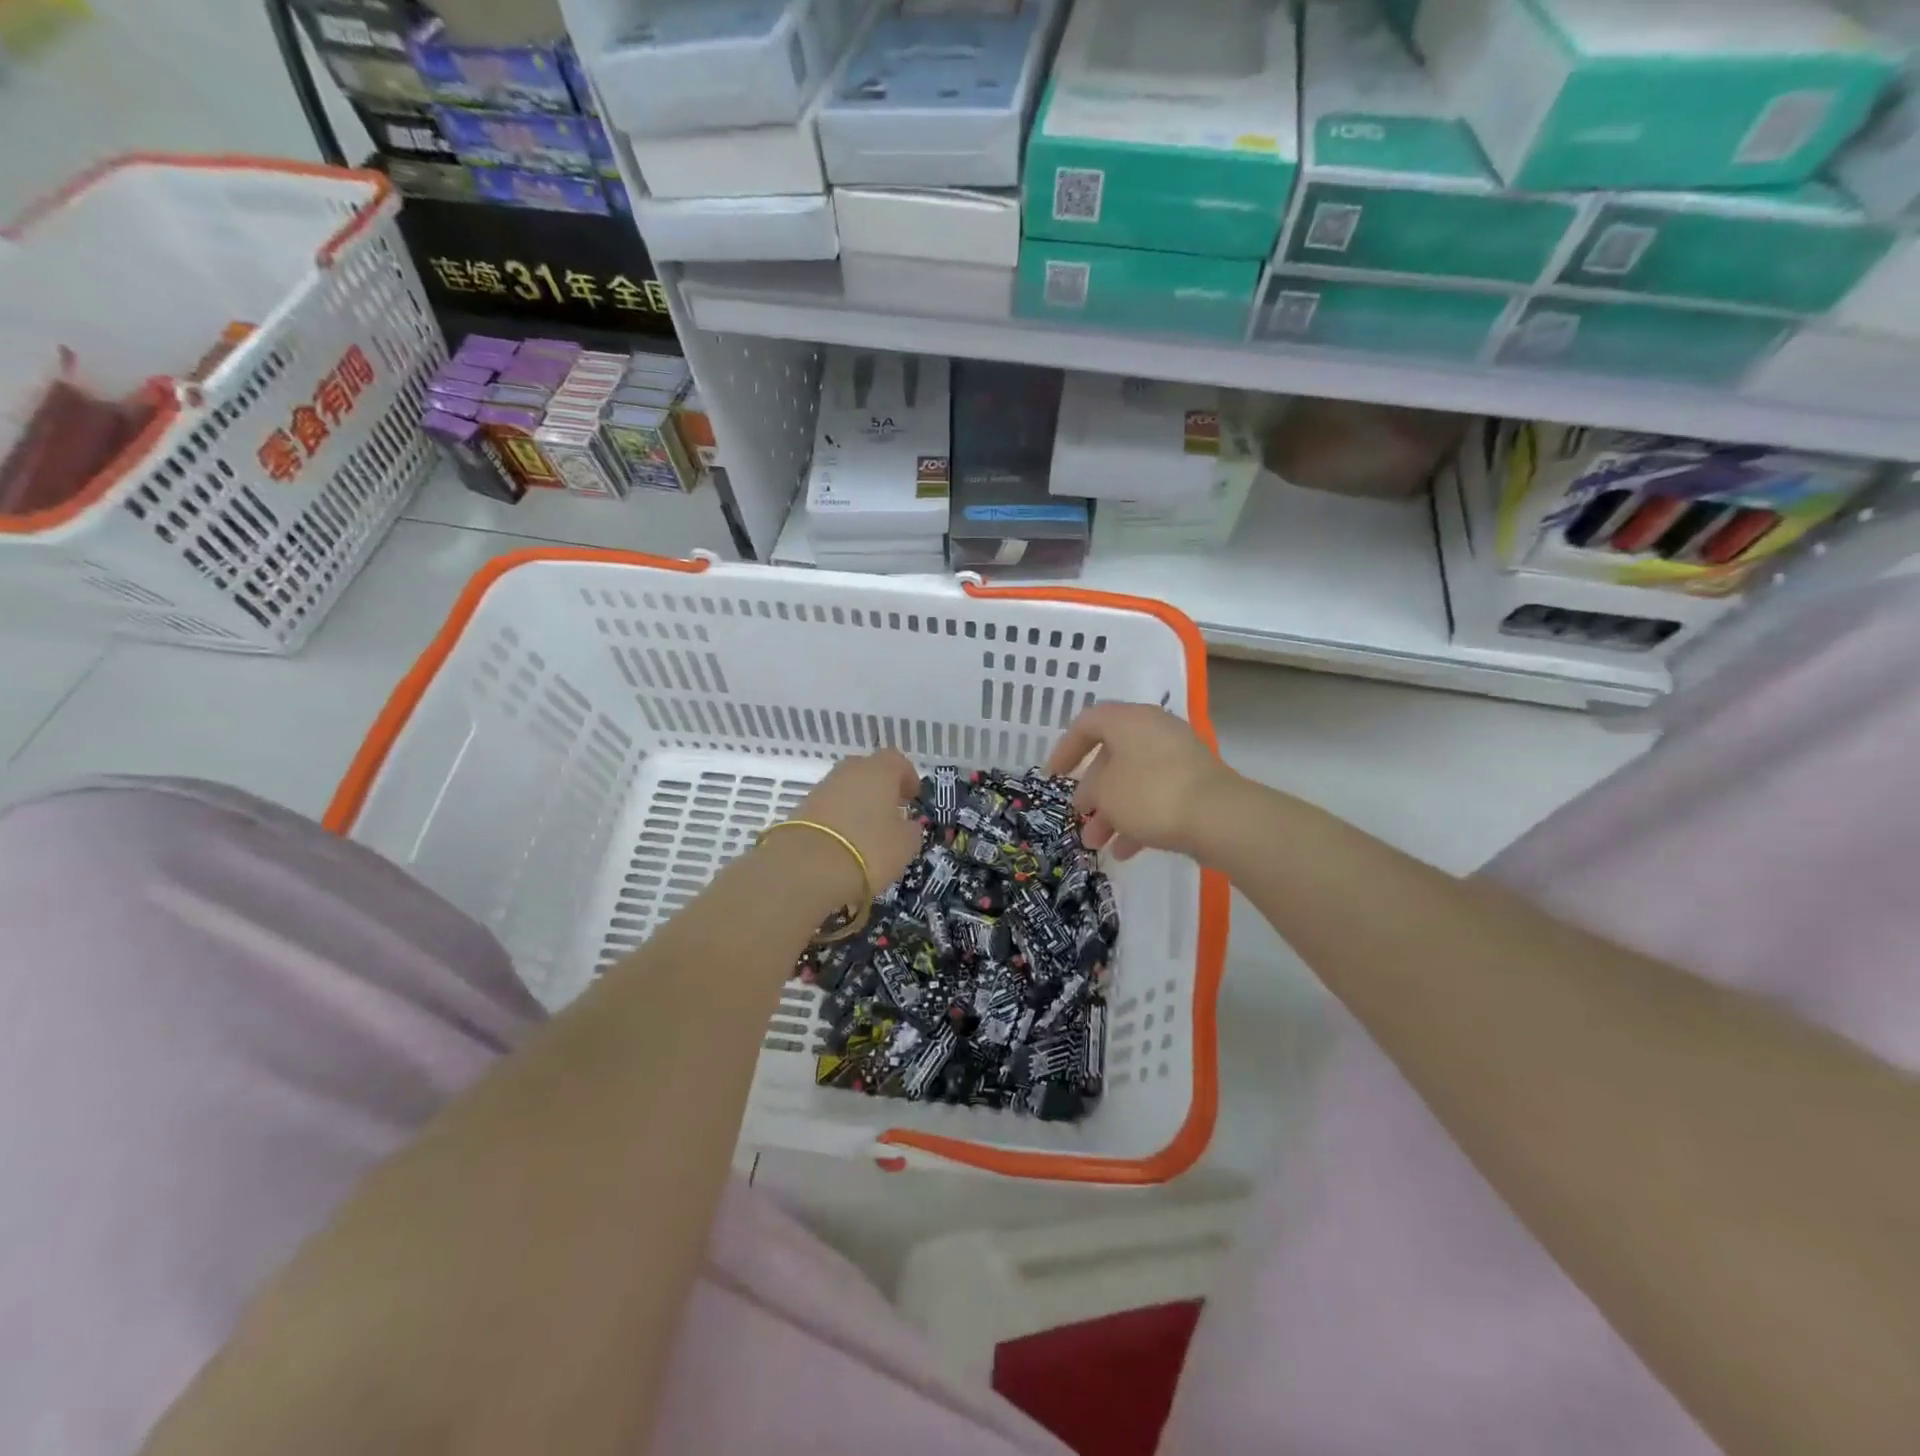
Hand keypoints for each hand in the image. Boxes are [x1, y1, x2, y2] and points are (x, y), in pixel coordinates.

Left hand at [786, 749, 924, 905]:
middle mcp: (849, 771)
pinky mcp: (803, 808)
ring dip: (858, 802)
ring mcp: (823, 787)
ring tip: (868, 830)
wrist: (807, 867)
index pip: (898, 761)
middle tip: (891, 811)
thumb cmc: (869, 849)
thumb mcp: (905, 845)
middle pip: (869, 769)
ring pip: (847, 787)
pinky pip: (829, 806)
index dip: (908, 777)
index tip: (913, 798)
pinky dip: (839, 817)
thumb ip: (911, 830)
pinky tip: (845, 840)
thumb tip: (908, 825)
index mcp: (879, 771)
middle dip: (881, 787)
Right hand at [1047, 704, 1235, 860]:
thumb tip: (1094, 792)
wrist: (1218, 817)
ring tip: (1096, 844)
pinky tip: (1126, 851)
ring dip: (1112, 812)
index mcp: (1128, 720)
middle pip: (1112, 756)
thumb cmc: (1150, 794)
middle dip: (1092, 791)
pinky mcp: (1195, 784)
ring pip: (1133, 781)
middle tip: (1079, 815)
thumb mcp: (1105, 792)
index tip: (1053, 777)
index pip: (1087, 723)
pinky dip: (1138, 819)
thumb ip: (1091, 789)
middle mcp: (1153, 731)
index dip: (1065, 749)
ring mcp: (1178, 758)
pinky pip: (1156, 796)